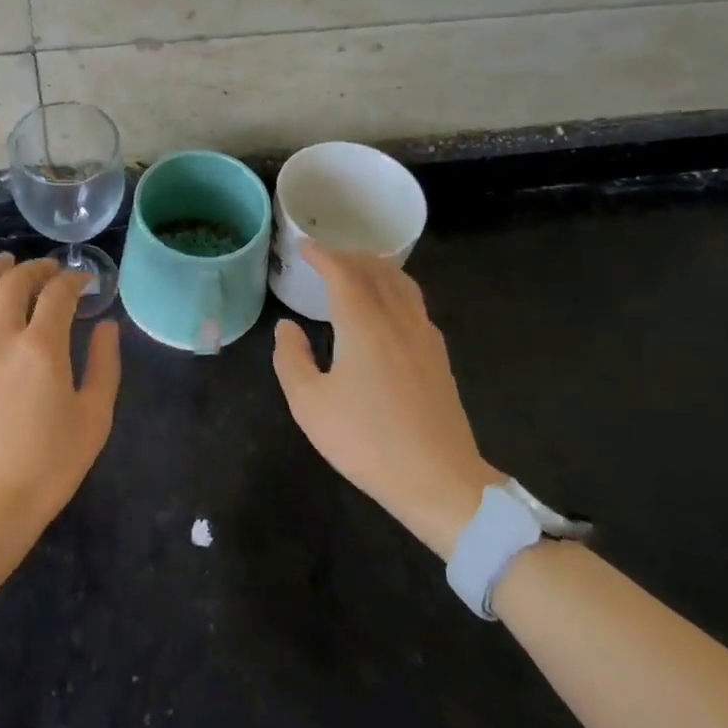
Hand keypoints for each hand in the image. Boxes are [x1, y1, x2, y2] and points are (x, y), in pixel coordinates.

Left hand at [0, 254, 121, 536]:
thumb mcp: (94, 418)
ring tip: (4, 264)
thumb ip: (105, 365)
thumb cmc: (48, 467)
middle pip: (14, 282)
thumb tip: (106, 326)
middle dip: (37, 268)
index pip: (59, 294)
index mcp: (41, 346)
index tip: (85, 283)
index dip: (75, 280)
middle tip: (50, 271)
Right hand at [272, 241, 502, 556]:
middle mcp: (396, 319)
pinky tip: (388, 307)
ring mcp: (423, 337)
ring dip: (377, 268)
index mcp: (363, 324)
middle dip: (349, 256)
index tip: (304, 246)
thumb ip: (291, 359)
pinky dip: (396, 288)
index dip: (322, 255)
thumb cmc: (366, 441)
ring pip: (402, 284)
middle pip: (376, 270)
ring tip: (358, 270)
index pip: (342, 273)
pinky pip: (415, 304)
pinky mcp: (438, 357)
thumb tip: (287, 327)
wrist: (439, 480)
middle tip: (326, 257)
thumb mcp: (309, 404)